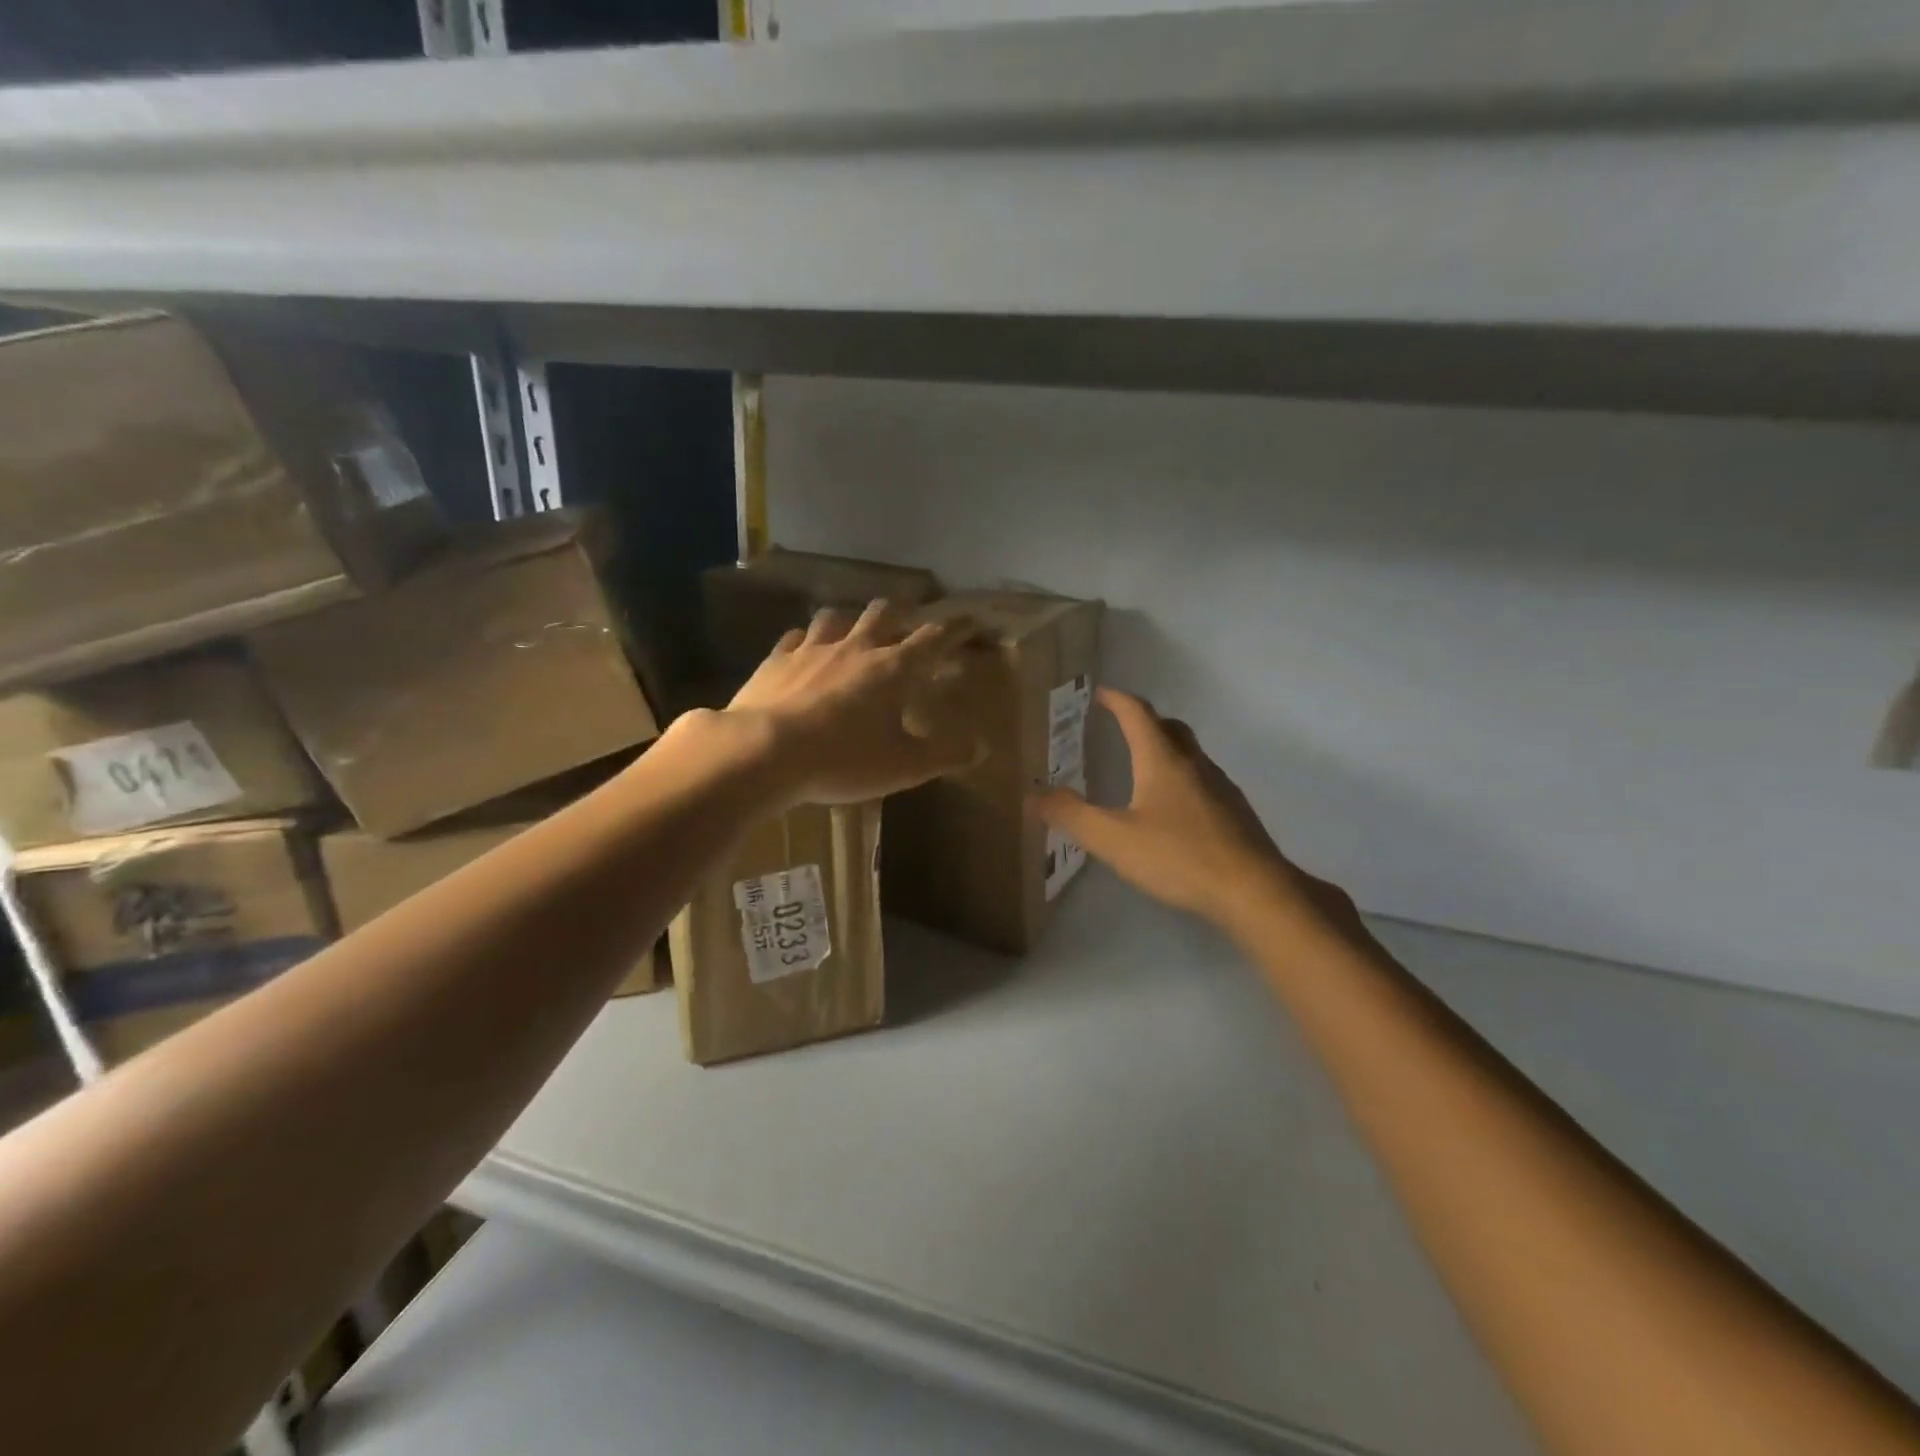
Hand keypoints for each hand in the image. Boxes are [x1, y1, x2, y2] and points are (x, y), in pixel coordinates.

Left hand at [722, 599, 980, 806]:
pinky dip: (807, 640)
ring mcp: (813, 649)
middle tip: (909, 622)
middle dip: (902, 613)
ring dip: (851, 620)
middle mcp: (856, 648)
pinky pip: (795, 637)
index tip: (971, 622)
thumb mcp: (904, 767)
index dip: (956, 628)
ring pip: (837, 616)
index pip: (934, 638)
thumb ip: (944, 755)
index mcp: (894, 669)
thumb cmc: (843, 759)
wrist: (764, 752)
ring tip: (854, 632)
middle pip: (884, 613)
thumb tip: (979, 747)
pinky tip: (804, 649)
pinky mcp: (777, 660)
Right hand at [1028, 688, 1356, 936]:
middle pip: (1170, 727)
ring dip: (1166, 748)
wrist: (1253, 891)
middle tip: (1121, 725)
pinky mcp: (1235, 812)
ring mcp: (1220, 787)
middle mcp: (1194, 764)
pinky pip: (1203, 780)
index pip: (1138, 714)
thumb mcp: (1113, 839)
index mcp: (1162, 760)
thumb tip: (1032, 795)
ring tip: (1144, 765)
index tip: (1100, 693)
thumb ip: (1071, 815)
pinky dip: (1182, 777)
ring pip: (1190, 753)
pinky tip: (1174, 809)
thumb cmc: (1179, 857)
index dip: (1117, 699)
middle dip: (1144, 720)